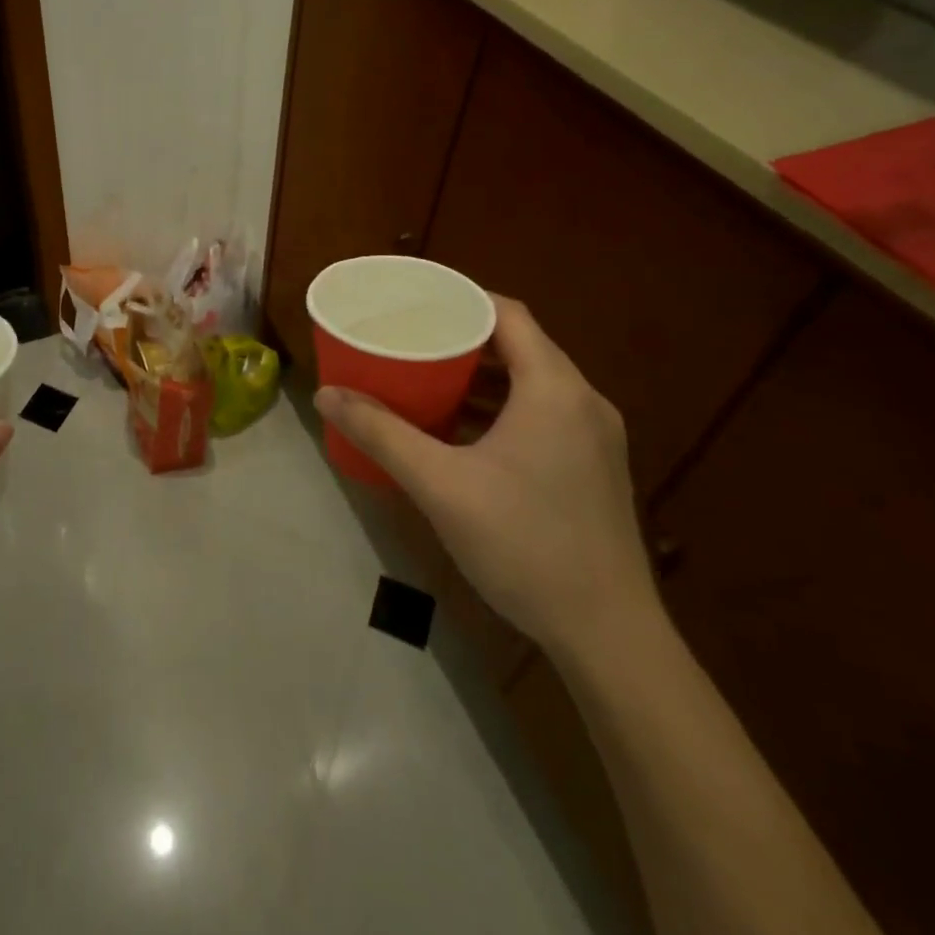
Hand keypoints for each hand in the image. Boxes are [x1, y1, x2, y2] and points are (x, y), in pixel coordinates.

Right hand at [315, 298, 658, 662]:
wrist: (608, 637)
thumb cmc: (524, 544)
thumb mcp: (440, 485)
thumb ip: (381, 433)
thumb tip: (325, 395)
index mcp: (554, 389)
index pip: (508, 314)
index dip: (461, 298)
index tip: (415, 300)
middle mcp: (582, 402)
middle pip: (519, 345)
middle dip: (462, 337)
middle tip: (409, 336)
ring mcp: (594, 437)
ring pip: (531, 382)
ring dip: (481, 375)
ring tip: (426, 375)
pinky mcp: (592, 468)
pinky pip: (541, 413)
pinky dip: (500, 407)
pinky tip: (461, 430)